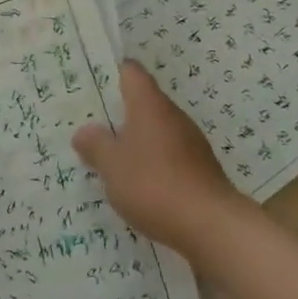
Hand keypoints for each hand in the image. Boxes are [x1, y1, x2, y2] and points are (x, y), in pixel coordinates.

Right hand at [73, 62, 243, 255]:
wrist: (212, 226)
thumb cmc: (154, 184)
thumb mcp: (112, 165)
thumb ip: (95, 145)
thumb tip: (85, 131)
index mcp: (149, 105)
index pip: (131, 72)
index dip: (112, 72)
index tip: (93, 80)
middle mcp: (173, 116)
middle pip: (144, 102)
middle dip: (119, 111)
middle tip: (92, 122)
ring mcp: (191, 143)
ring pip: (157, 130)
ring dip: (136, 139)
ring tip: (111, 155)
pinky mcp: (201, 169)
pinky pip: (169, 155)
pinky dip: (153, 162)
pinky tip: (139, 183)